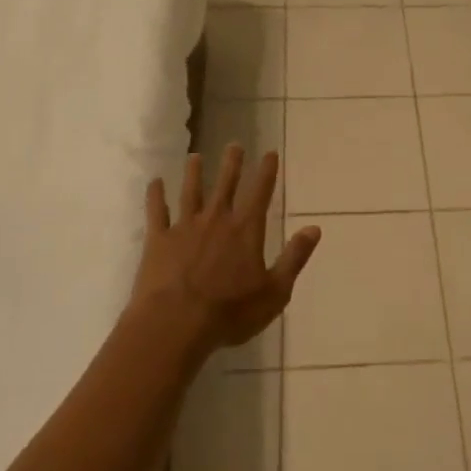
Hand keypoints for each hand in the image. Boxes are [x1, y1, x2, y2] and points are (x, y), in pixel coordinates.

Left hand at [133, 145, 320, 356]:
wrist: (174, 325)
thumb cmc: (229, 313)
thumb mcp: (275, 292)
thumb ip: (294, 257)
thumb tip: (314, 229)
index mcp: (245, 230)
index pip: (259, 192)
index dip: (266, 171)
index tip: (269, 153)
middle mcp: (216, 220)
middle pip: (225, 184)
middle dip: (232, 163)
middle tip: (234, 144)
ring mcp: (184, 227)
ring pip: (190, 192)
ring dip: (194, 172)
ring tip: (195, 156)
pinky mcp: (158, 240)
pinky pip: (156, 212)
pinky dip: (155, 196)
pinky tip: (155, 183)